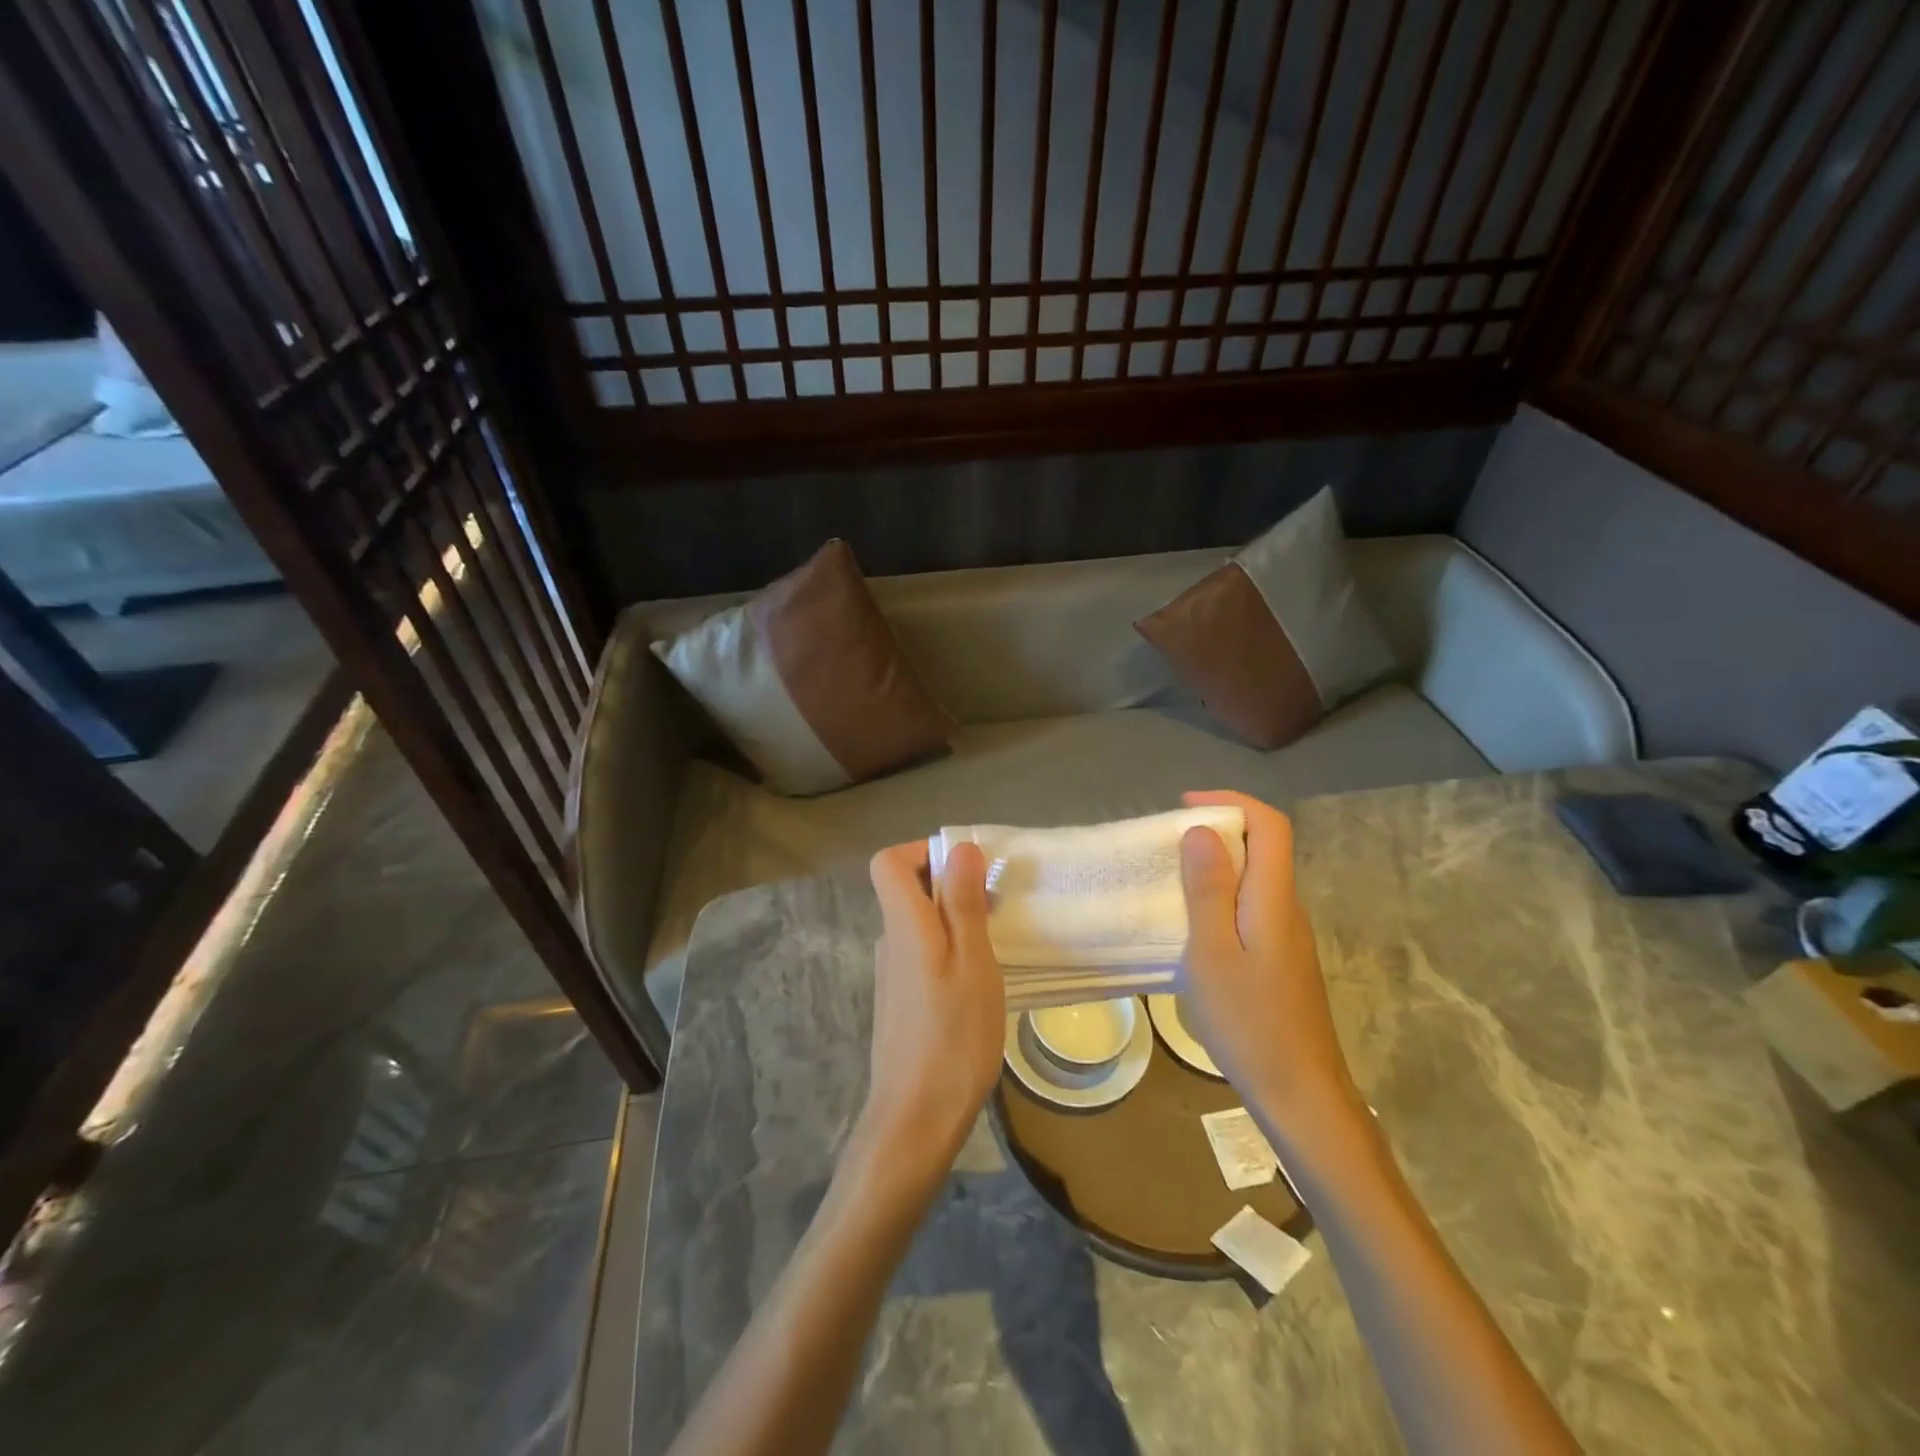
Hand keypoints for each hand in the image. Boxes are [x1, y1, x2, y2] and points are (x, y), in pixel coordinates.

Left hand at [856, 841, 1004, 1182]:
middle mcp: (890, 941)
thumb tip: (960, 848)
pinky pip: (923, 952)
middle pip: (907, 889)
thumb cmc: (952, 1037)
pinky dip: (950, 950)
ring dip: (955, 919)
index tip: (968, 869)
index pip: (889, 862)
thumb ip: (963, 903)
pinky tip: (978, 982)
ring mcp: (892, 973)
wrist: (915, 1119)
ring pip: (920, 923)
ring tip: (996, 945)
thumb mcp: (972, 963)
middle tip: (996, 908)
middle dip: (951, 884)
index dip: (924, 851)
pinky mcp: (901, 1000)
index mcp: (904, 925)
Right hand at [1178, 790, 1363, 1137]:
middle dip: (1217, 830)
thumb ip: (1208, 889)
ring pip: (1256, 879)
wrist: (1301, 1095)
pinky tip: (1192, 925)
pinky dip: (1221, 897)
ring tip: (1170, 878)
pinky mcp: (1281, 960)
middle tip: (1167, 843)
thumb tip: (1201, 829)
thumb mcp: (1213, 953)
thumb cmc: (1250, 1022)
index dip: (1231, 802)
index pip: (1270, 825)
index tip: (1185, 806)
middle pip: (1264, 847)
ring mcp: (1288, 936)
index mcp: (1274, 899)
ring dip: (1217, 865)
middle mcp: (1288, 908)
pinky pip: (1251, 907)